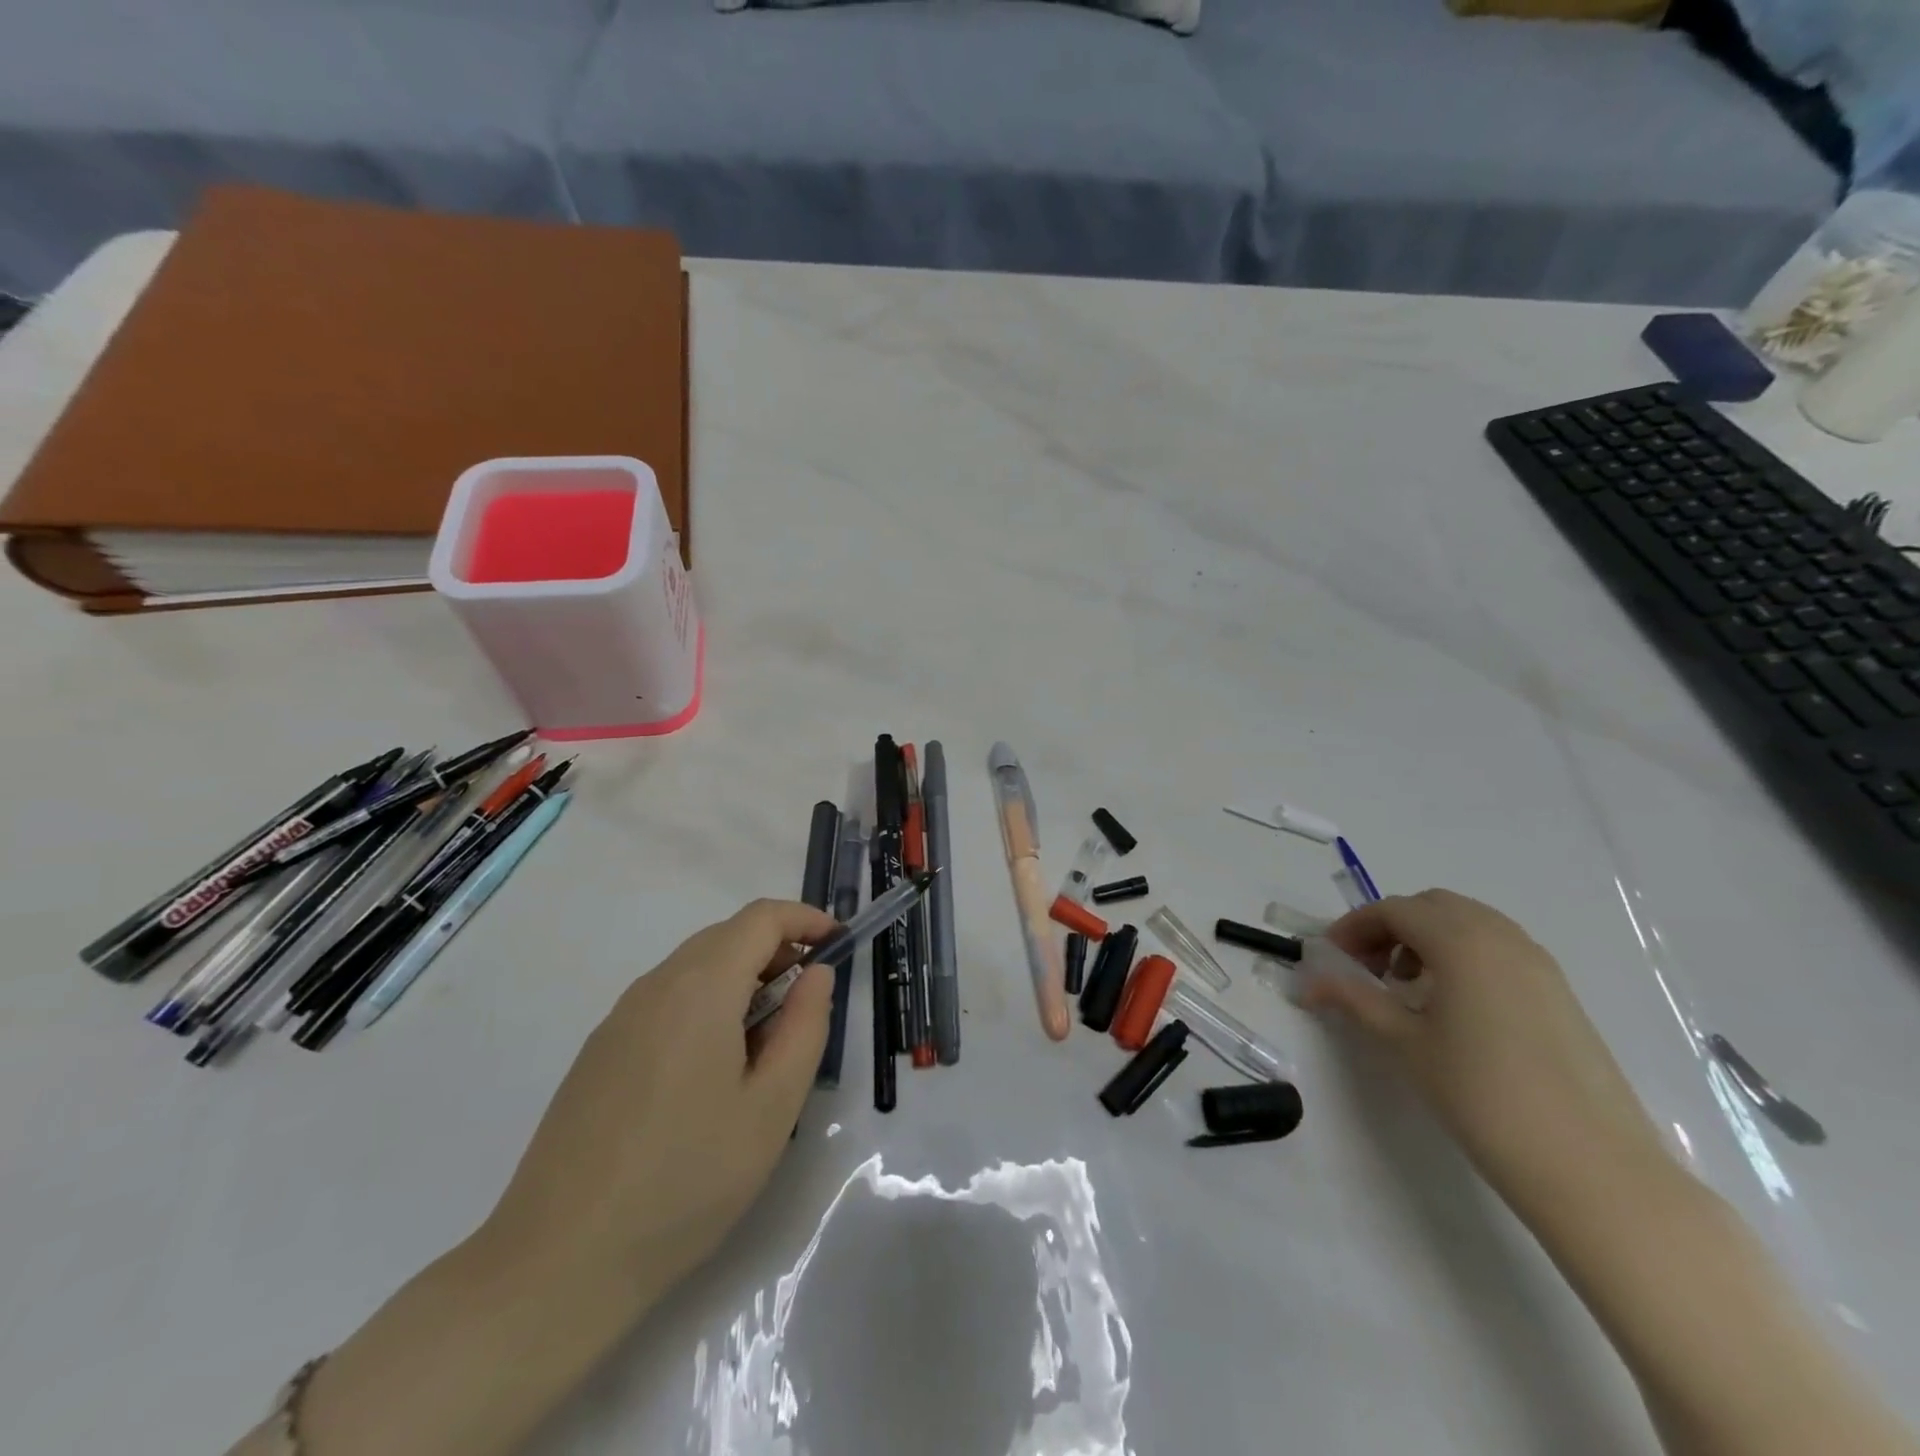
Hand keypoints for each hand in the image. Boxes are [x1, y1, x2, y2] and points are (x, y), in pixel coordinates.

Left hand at [481, 898, 840, 1303]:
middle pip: (726, 937)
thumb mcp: (771, 1108)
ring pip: (694, 968)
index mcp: (700, 988)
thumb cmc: (685, 1181)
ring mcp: (619, 1018)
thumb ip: (804, 1027)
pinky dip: (706, 1005)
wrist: (557, 1264)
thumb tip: (816, 975)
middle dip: (777, 950)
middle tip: (809, 999)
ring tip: (766, 1041)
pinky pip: (666, 1001)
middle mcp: (655, 986)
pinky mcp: (599, 1052)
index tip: (839, 943)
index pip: (761, 918)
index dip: (806, 919)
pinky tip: (712, 1070)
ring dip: (742, 979)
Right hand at [1298, 889, 1667, 1208]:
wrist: (1589, 1166)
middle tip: (1365, 967)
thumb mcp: (1404, 1042)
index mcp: (1460, 941)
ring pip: (1469, 924)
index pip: (1393, 910)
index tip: (1329, 957)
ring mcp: (1538, 963)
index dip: (1354, 927)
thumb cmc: (1480, 1094)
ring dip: (1428, 938)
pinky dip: (1464, 956)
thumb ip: (1354, 999)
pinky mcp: (1560, 992)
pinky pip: (1499, 949)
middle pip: (1432, 906)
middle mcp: (1501, 937)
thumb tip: (1308, 981)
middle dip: (1391, 926)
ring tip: (1407, 987)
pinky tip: (1453, 1006)